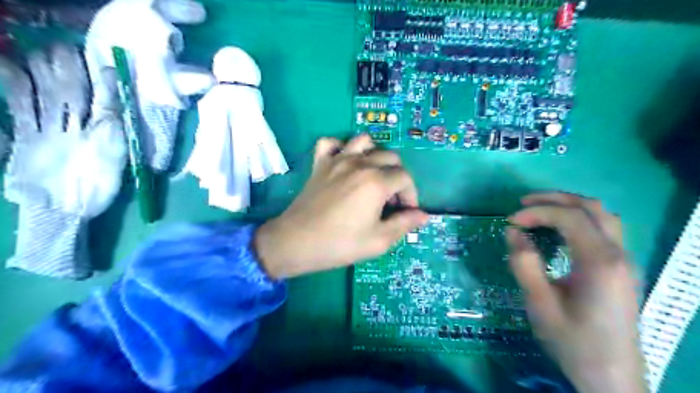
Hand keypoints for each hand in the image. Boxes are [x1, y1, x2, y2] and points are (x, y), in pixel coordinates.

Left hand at [257, 136, 426, 279]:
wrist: (296, 242)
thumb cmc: (339, 244)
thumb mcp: (378, 241)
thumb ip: (404, 224)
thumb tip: (424, 215)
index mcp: (376, 182)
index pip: (405, 178)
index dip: (411, 195)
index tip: (406, 212)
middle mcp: (359, 163)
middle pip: (390, 157)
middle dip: (398, 177)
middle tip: (391, 200)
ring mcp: (337, 159)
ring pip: (365, 141)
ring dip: (375, 155)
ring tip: (373, 176)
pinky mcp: (320, 163)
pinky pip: (331, 142)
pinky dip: (341, 147)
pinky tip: (344, 162)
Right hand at [504, 194, 643, 392]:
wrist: (610, 376)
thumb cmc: (572, 341)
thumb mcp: (539, 303)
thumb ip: (524, 263)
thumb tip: (513, 231)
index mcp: (600, 262)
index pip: (570, 217)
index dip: (537, 212)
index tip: (510, 221)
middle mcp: (618, 254)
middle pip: (591, 207)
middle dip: (554, 199)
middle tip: (523, 203)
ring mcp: (625, 261)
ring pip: (602, 215)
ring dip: (570, 205)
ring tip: (539, 210)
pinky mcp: (622, 269)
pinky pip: (605, 229)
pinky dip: (580, 218)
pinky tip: (560, 230)